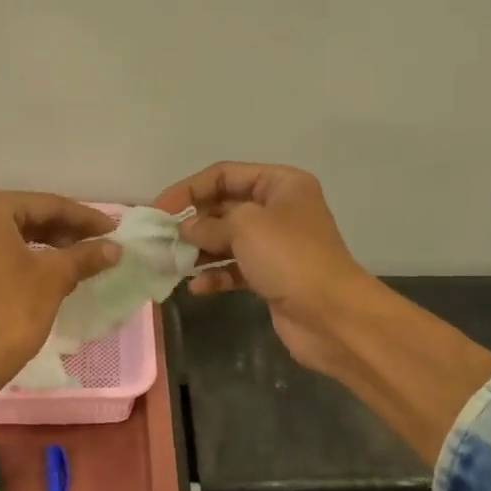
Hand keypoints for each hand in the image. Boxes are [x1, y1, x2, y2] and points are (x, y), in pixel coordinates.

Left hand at [0, 191, 120, 378]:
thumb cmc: (11, 309)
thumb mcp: (54, 277)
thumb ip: (85, 256)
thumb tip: (114, 248)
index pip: (46, 204)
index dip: (85, 218)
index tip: (113, 230)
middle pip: (26, 217)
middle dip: (64, 231)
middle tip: (98, 244)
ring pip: (9, 237)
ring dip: (45, 246)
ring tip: (78, 260)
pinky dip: (21, 260)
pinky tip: (48, 275)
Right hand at [154, 162, 378, 375]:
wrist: (331, 315)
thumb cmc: (289, 257)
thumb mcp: (244, 226)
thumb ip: (208, 224)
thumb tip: (186, 230)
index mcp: (281, 184)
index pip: (225, 174)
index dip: (189, 189)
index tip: (159, 210)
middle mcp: (279, 210)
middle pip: (225, 206)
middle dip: (194, 222)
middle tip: (163, 239)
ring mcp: (277, 245)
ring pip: (228, 240)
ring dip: (200, 251)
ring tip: (172, 263)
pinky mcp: (272, 277)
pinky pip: (236, 269)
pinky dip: (216, 275)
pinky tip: (196, 288)